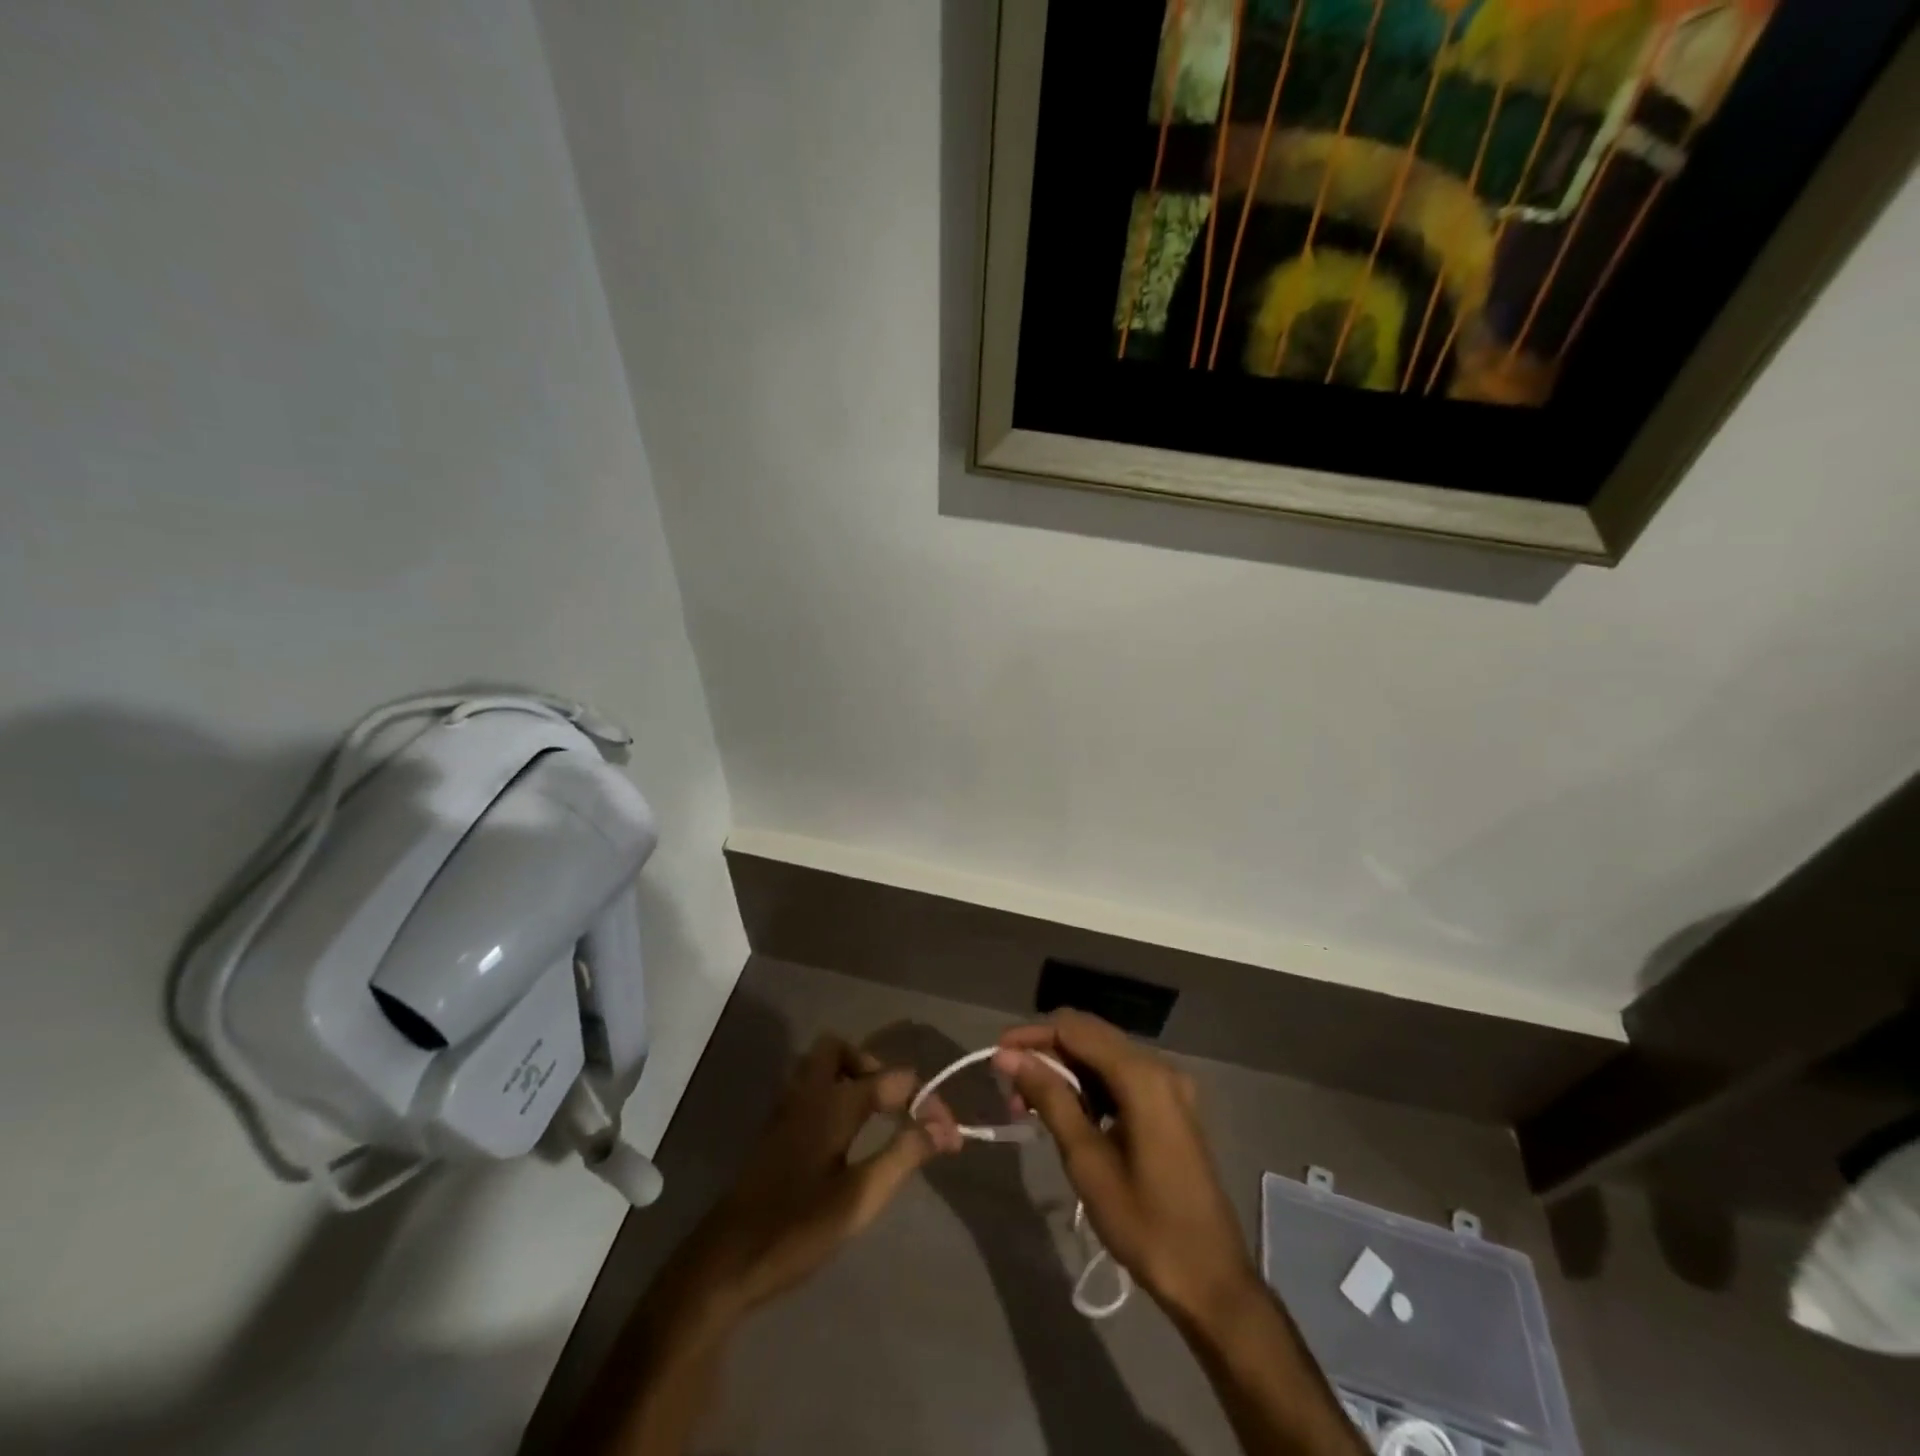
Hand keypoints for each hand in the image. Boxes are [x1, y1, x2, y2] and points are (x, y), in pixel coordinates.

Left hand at [655, 1034, 962, 1333]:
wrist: (723, 1265)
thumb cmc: (795, 1229)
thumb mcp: (859, 1199)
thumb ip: (903, 1156)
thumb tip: (942, 1126)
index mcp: (832, 1103)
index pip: (892, 1079)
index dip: (926, 1101)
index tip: (949, 1135)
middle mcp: (807, 1095)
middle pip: (839, 1050)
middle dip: (873, 1066)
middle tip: (895, 1106)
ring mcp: (785, 1112)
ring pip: (819, 1069)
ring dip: (850, 1079)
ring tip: (875, 1117)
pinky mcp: (774, 1134)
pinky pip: (808, 1091)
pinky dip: (832, 1096)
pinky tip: (845, 1137)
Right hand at [994, 1011, 1257, 1328]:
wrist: (1211, 1280)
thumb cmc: (1145, 1224)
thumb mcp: (1087, 1161)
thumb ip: (1049, 1098)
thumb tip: (1009, 1056)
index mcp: (1143, 1076)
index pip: (1076, 1030)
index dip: (1033, 1035)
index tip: (996, 1055)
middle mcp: (1160, 1067)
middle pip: (1091, 1036)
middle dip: (1047, 1053)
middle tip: (1010, 1085)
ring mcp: (1170, 1086)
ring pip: (1104, 1056)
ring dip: (1066, 1071)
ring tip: (1029, 1105)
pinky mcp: (1171, 1106)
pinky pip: (1121, 1077)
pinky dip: (1090, 1086)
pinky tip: (1067, 1113)